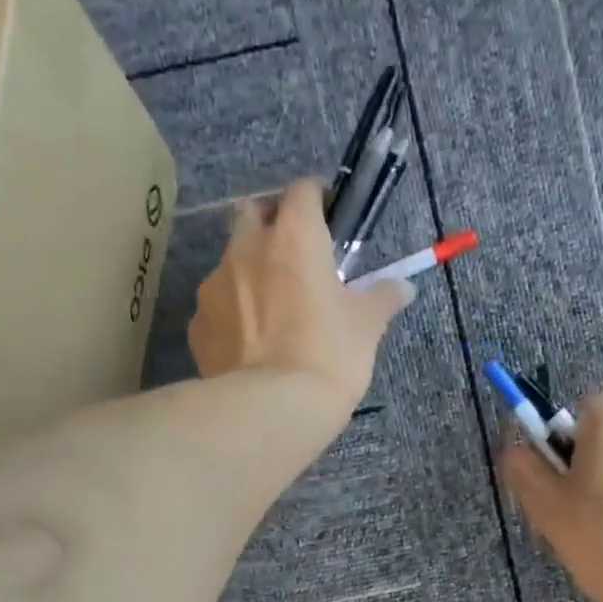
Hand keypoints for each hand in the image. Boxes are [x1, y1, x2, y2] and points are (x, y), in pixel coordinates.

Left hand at [190, 178, 413, 417]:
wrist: (272, 409)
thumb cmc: (329, 357)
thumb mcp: (367, 327)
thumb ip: (383, 298)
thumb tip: (404, 287)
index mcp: (294, 238)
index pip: (303, 192)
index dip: (316, 198)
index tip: (327, 215)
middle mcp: (247, 249)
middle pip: (254, 214)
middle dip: (272, 224)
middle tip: (294, 256)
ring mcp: (214, 286)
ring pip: (230, 261)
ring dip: (249, 271)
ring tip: (269, 308)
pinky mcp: (198, 325)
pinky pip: (216, 307)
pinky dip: (231, 314)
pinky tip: (248, 343)